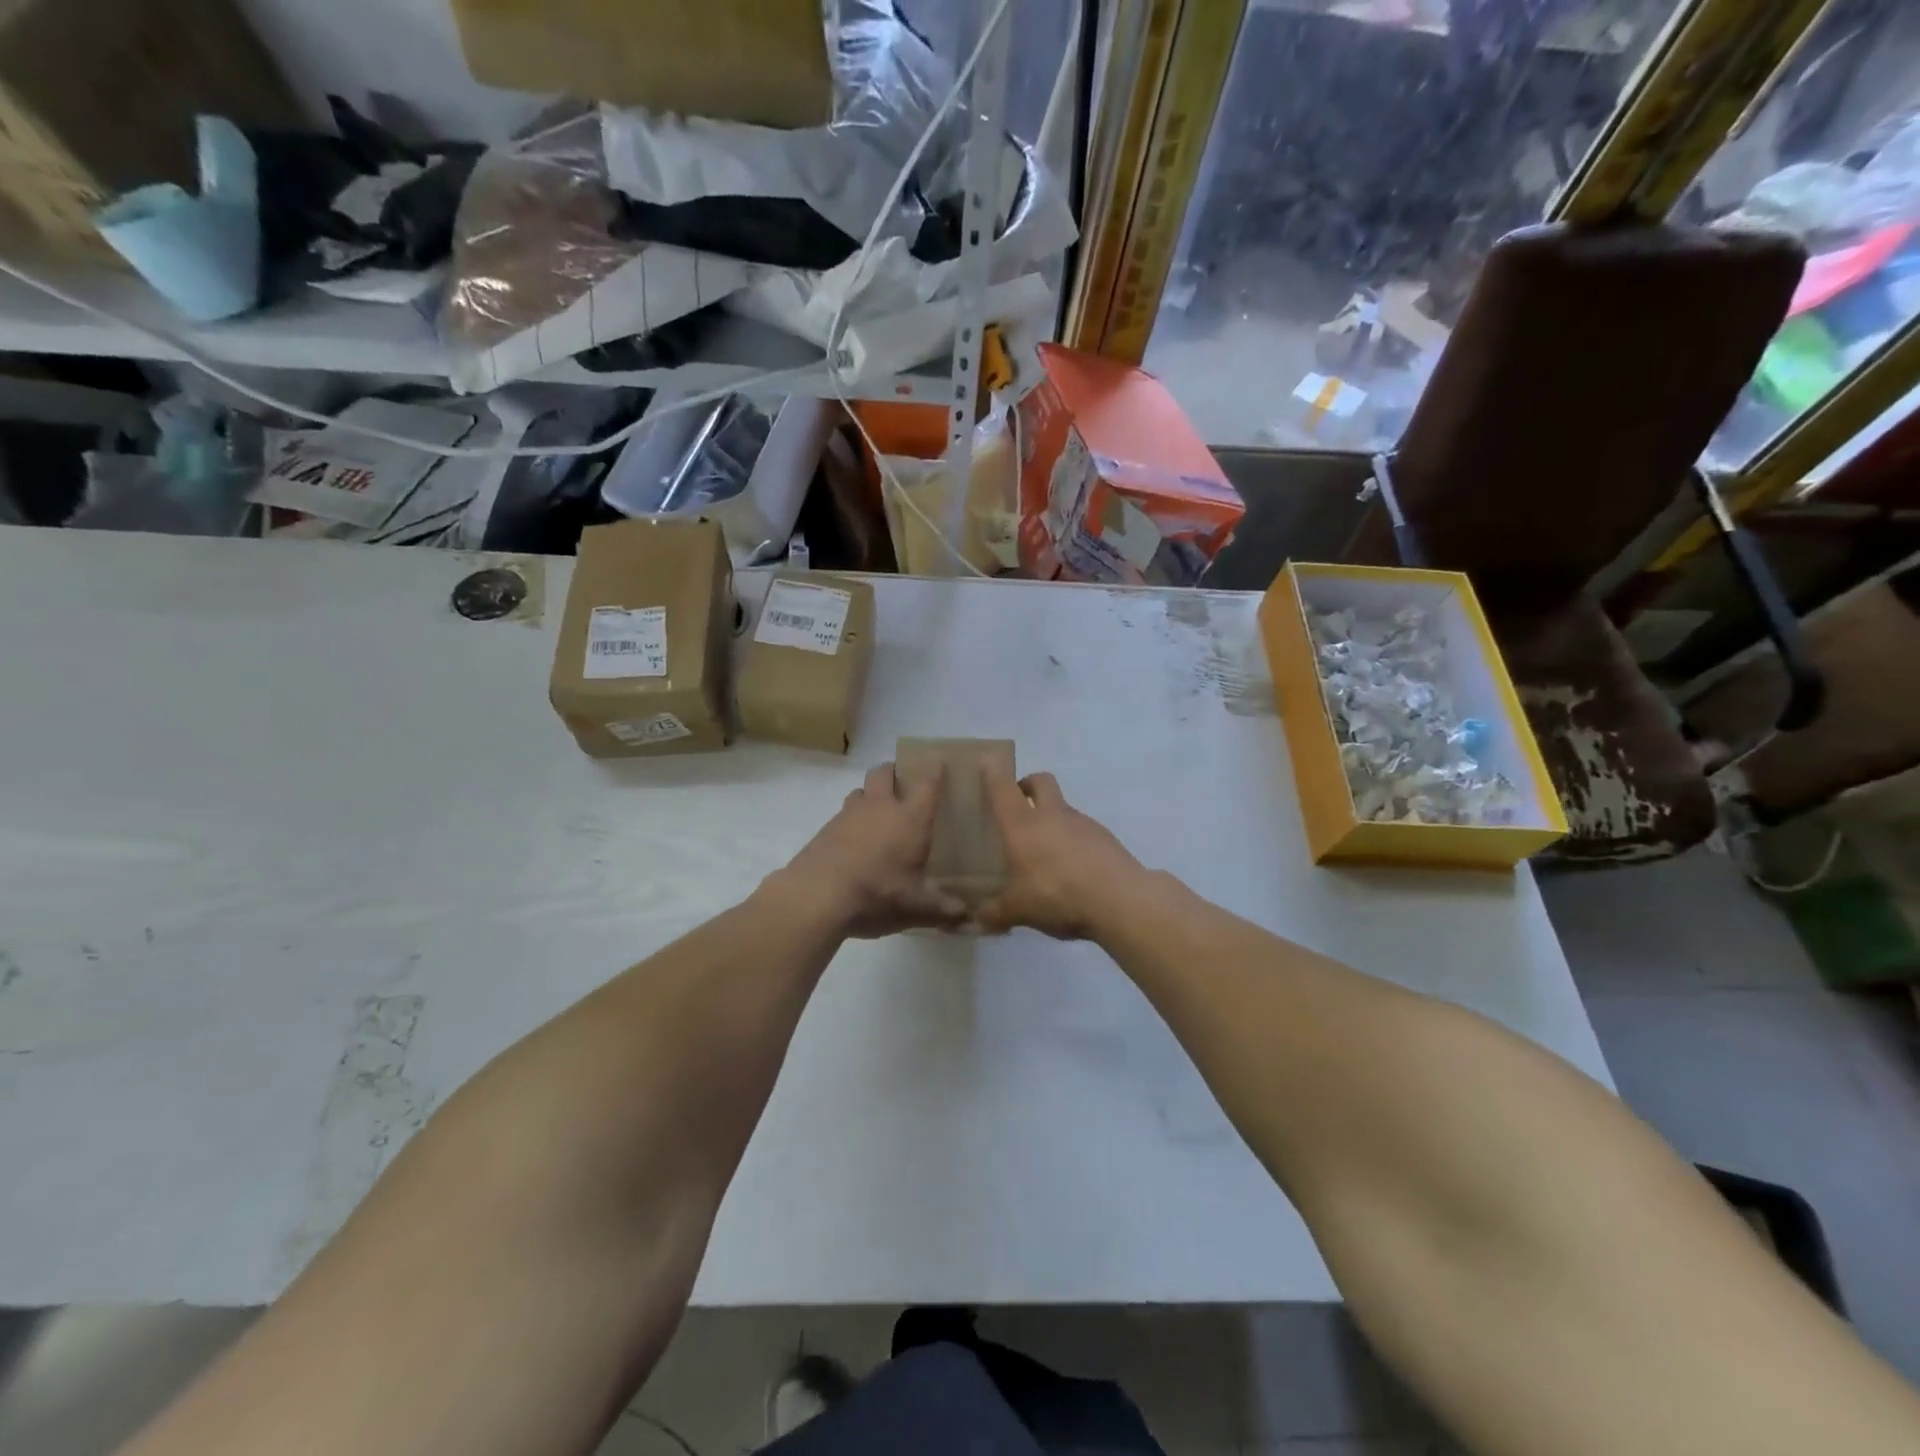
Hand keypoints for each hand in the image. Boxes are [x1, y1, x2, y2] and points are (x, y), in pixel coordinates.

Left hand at [779, 763, 968, 938]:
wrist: (816, 896)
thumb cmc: (877, 893)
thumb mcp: (916, 907)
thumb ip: (944, 908)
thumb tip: (967, 915)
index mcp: (909, 818)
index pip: (927, 784)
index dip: (935, 769)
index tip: (939, 761)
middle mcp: (880, 807)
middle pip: (885, 772)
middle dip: (895, 772)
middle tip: (904, 784)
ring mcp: (848, 815)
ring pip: (861, 790)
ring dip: (871, 795)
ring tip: (879, 814)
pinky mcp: (825, 830)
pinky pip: (842, 814)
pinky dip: (851, 821)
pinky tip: (855, 843)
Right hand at [977, 762, 1144, 940]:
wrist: (1119, 899)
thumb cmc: (1056, 894)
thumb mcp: (1018, 910)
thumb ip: (995, 913)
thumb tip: (977, 919)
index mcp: (1022, 824)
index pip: (1002, 788)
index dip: (993, 773)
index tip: (987, 764)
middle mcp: (1051, 814)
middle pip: (1040, 781)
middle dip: (1027, 785)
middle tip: (1018, 805)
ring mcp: (1082, 823)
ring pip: (1063, 808)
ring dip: (1052, 819)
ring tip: (1044, 853)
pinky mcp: (1104, 838)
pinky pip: (1082, 832)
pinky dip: (1072, 842)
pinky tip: (1071, 871)